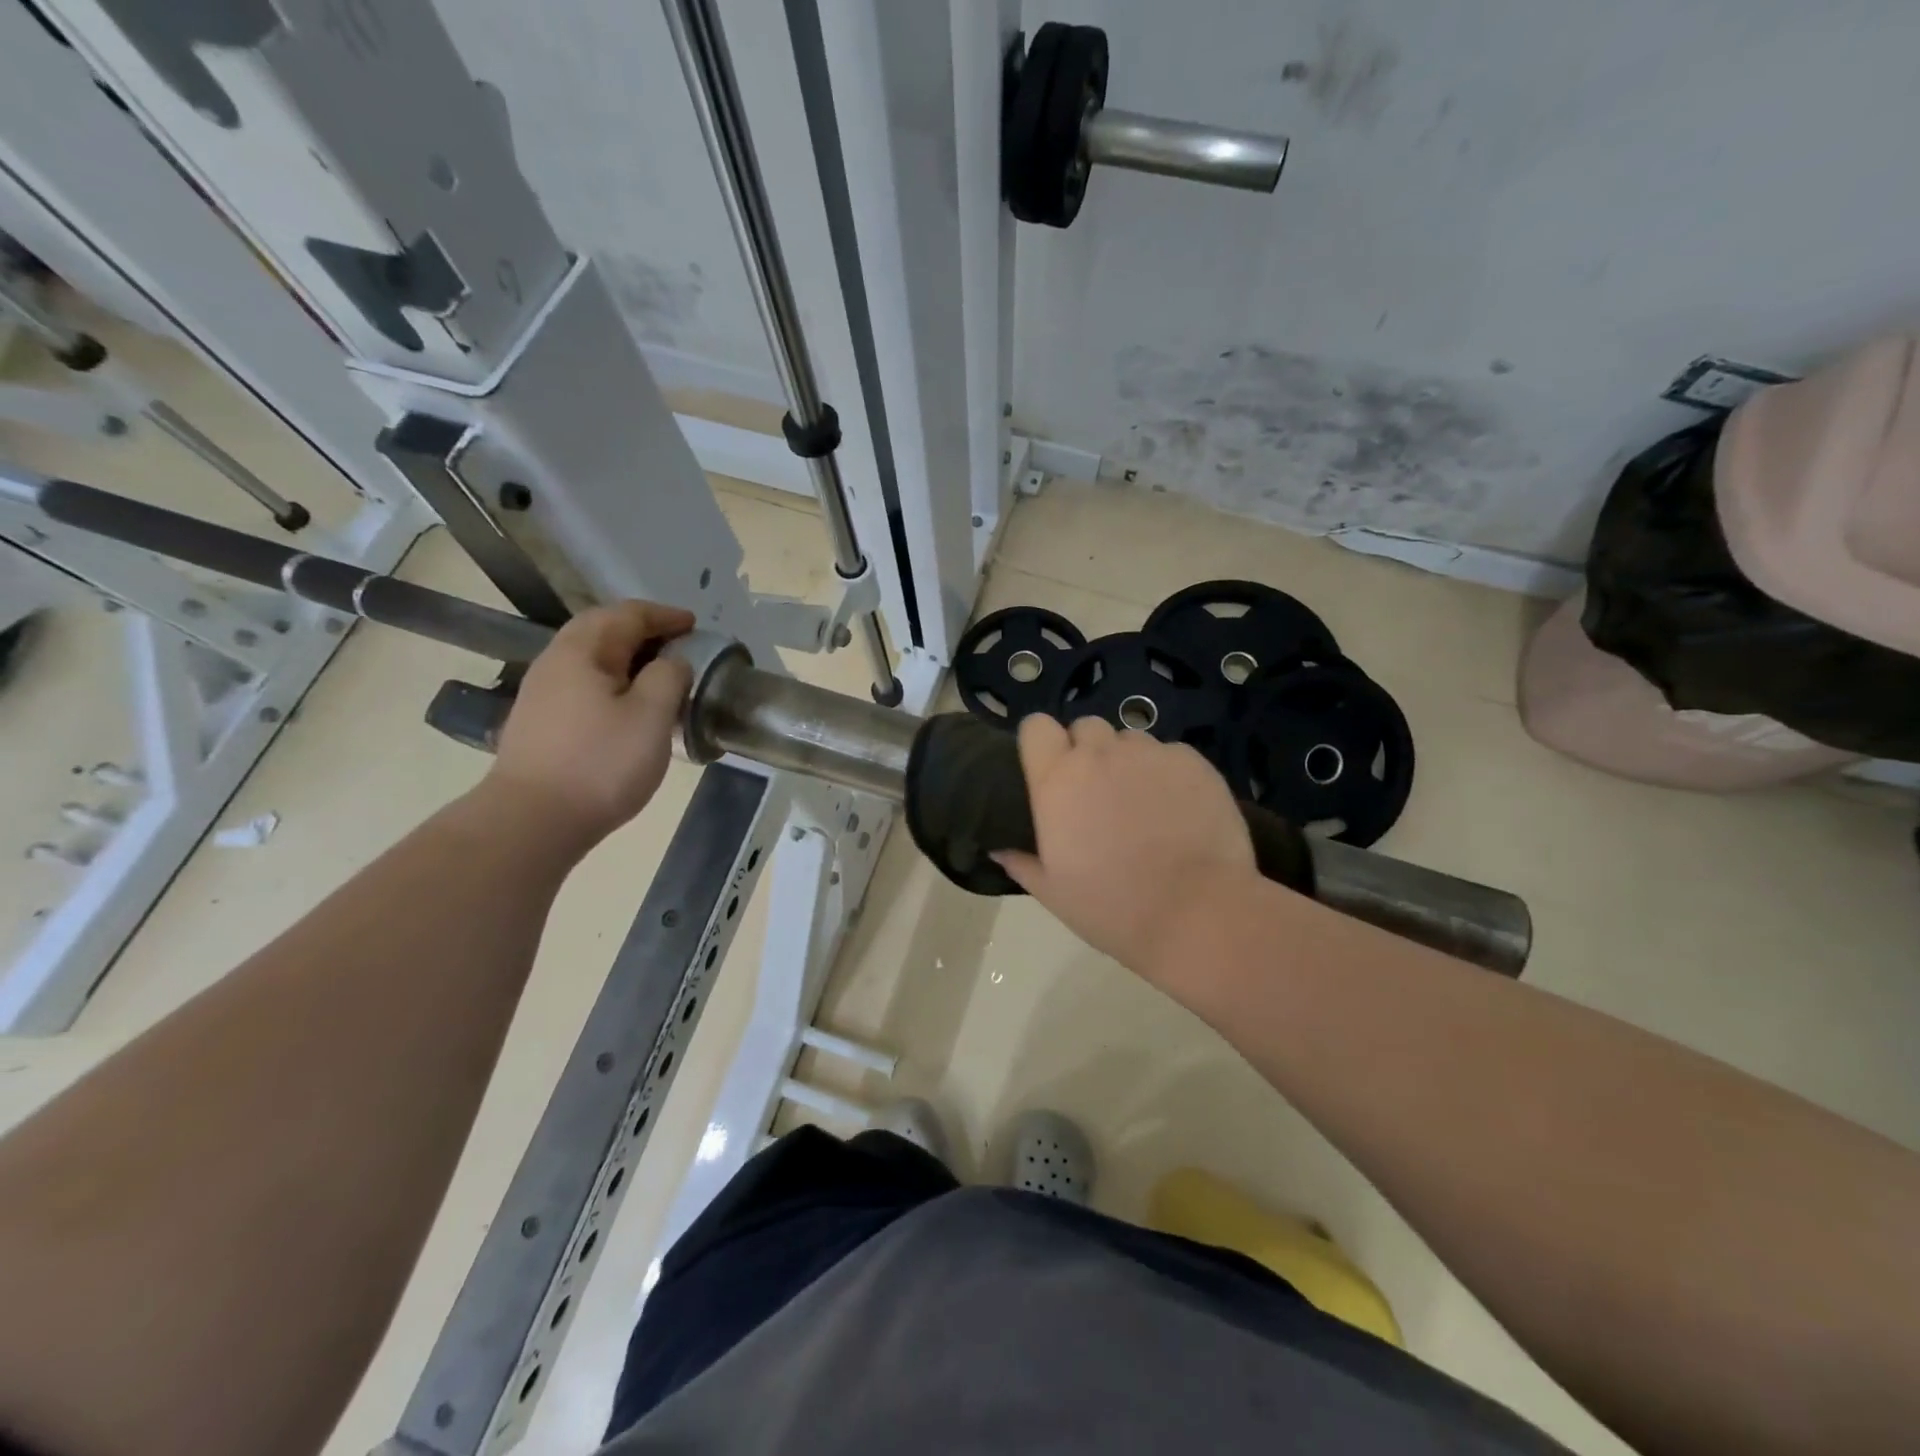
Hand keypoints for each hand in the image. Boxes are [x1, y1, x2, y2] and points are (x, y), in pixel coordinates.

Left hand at [484, 600, 695, 850]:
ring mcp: (542, 693)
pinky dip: (613, 681)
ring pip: (591, 659)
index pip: (627, 615)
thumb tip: (673, 662)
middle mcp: (556, 662)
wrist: (532, 821)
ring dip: (627, 657)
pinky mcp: (541, 722)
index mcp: (583, 651)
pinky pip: (583, 684)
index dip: (664, 616)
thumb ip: (669, 677)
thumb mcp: (652, 716)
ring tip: (659, 675)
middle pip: (602, 630)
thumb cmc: (601, 763)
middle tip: (679, 645)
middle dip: (643, 631)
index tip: (694, 626)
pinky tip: (629, 707)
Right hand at [993, 714, 1261, 979]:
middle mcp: (1100, 754)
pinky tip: (1178, 808)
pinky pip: (1170, 754)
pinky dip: (1168, 773)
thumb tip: (998, 849)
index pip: (1036, 726)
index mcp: (1057, 781)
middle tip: (1097, 791)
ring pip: (1130, 739)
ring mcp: (1149, 754)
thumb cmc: (1113, 908)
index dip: (1042, 743)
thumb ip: (1022, 862)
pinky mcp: (1192, 761)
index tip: (1050, 768)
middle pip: (1085, 727)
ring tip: (1142, 802)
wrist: (1197, 915)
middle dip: (1087, 750)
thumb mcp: (1054, 894)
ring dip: (1128, 761)